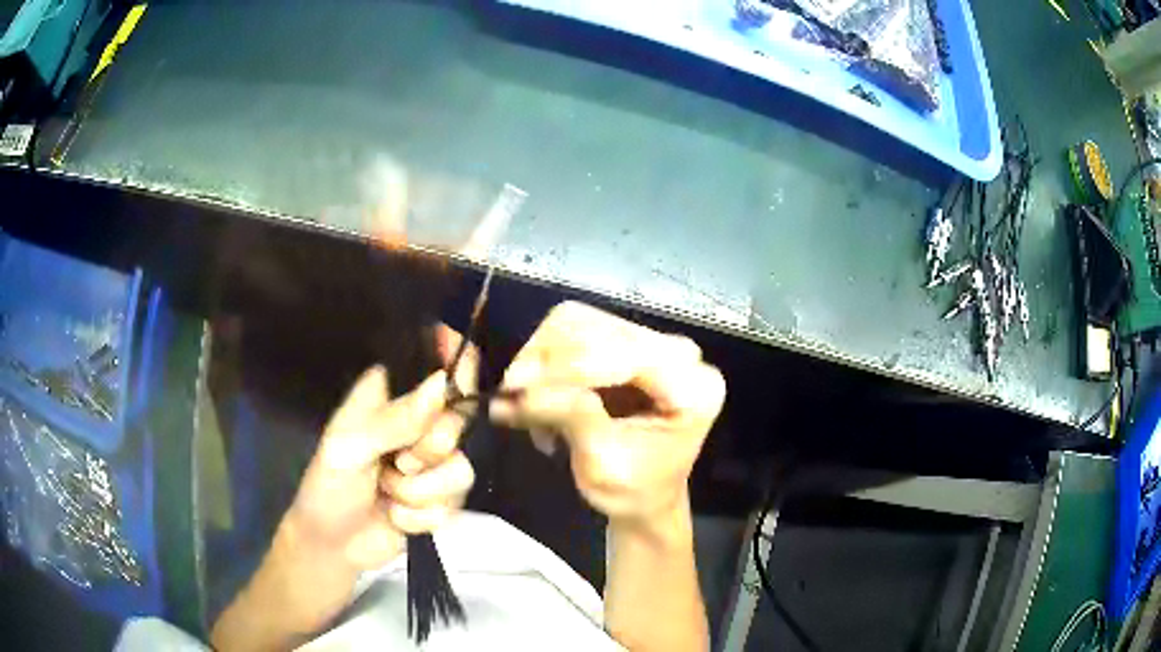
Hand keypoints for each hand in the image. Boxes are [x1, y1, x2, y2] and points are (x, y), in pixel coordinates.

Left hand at [283, 326, 476, 571]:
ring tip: (388, 494)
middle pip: (460, 422)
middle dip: (427, 453)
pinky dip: (420, 517)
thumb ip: (396, 419)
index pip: (439, 369)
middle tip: (397, 463)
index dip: (458, 377)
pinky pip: (455, 504)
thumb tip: (443, 383)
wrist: (333, 545)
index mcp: (391, 395)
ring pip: (461, 470)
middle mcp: (419, 423)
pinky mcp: (443, 497)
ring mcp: (434, 462)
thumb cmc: (329, 486)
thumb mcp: (350, 448)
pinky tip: (396, 515)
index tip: (447, 402)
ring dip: (418, 493)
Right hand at [490, 302, 724, 531]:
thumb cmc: (633, 491)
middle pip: (599, 329)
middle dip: (546, 362)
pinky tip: (539, 399)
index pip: (627, 355)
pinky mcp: (628, 343)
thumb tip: (519, 391)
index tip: (516, 387)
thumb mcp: (603, 465)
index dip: (567, 367)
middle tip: (509, 396)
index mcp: (694, 388)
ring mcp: (654, 344)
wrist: (645, 496)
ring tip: (523, 404)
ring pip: (579, 323)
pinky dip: (546, 362)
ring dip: (540, 360)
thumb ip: (572, 418)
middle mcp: (680, 354)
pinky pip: (575, 332)